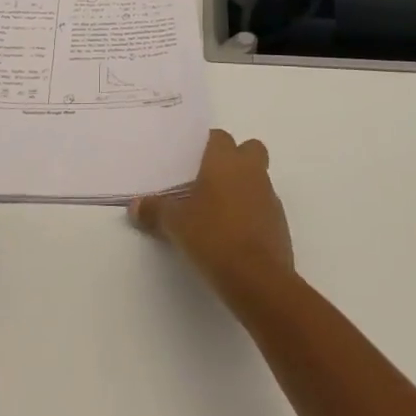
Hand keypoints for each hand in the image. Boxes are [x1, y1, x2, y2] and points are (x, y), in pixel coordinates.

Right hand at [129, 129, 293, 294]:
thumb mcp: (175, 224)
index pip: (219, 137)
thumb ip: (155, 211)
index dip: (207, 145)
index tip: (192, 160)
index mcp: (225, 161)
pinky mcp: (280, 223)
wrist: (257, 278)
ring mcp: (269, 196)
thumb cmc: (213, 237)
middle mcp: (251, 171)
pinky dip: (253, 213)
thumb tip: (135, 206)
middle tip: (212, 179)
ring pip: (258, 178)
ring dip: (244, 187)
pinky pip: (264, 206)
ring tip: (219, 211)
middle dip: (235, 158)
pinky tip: (234, 234)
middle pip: (249, 149)